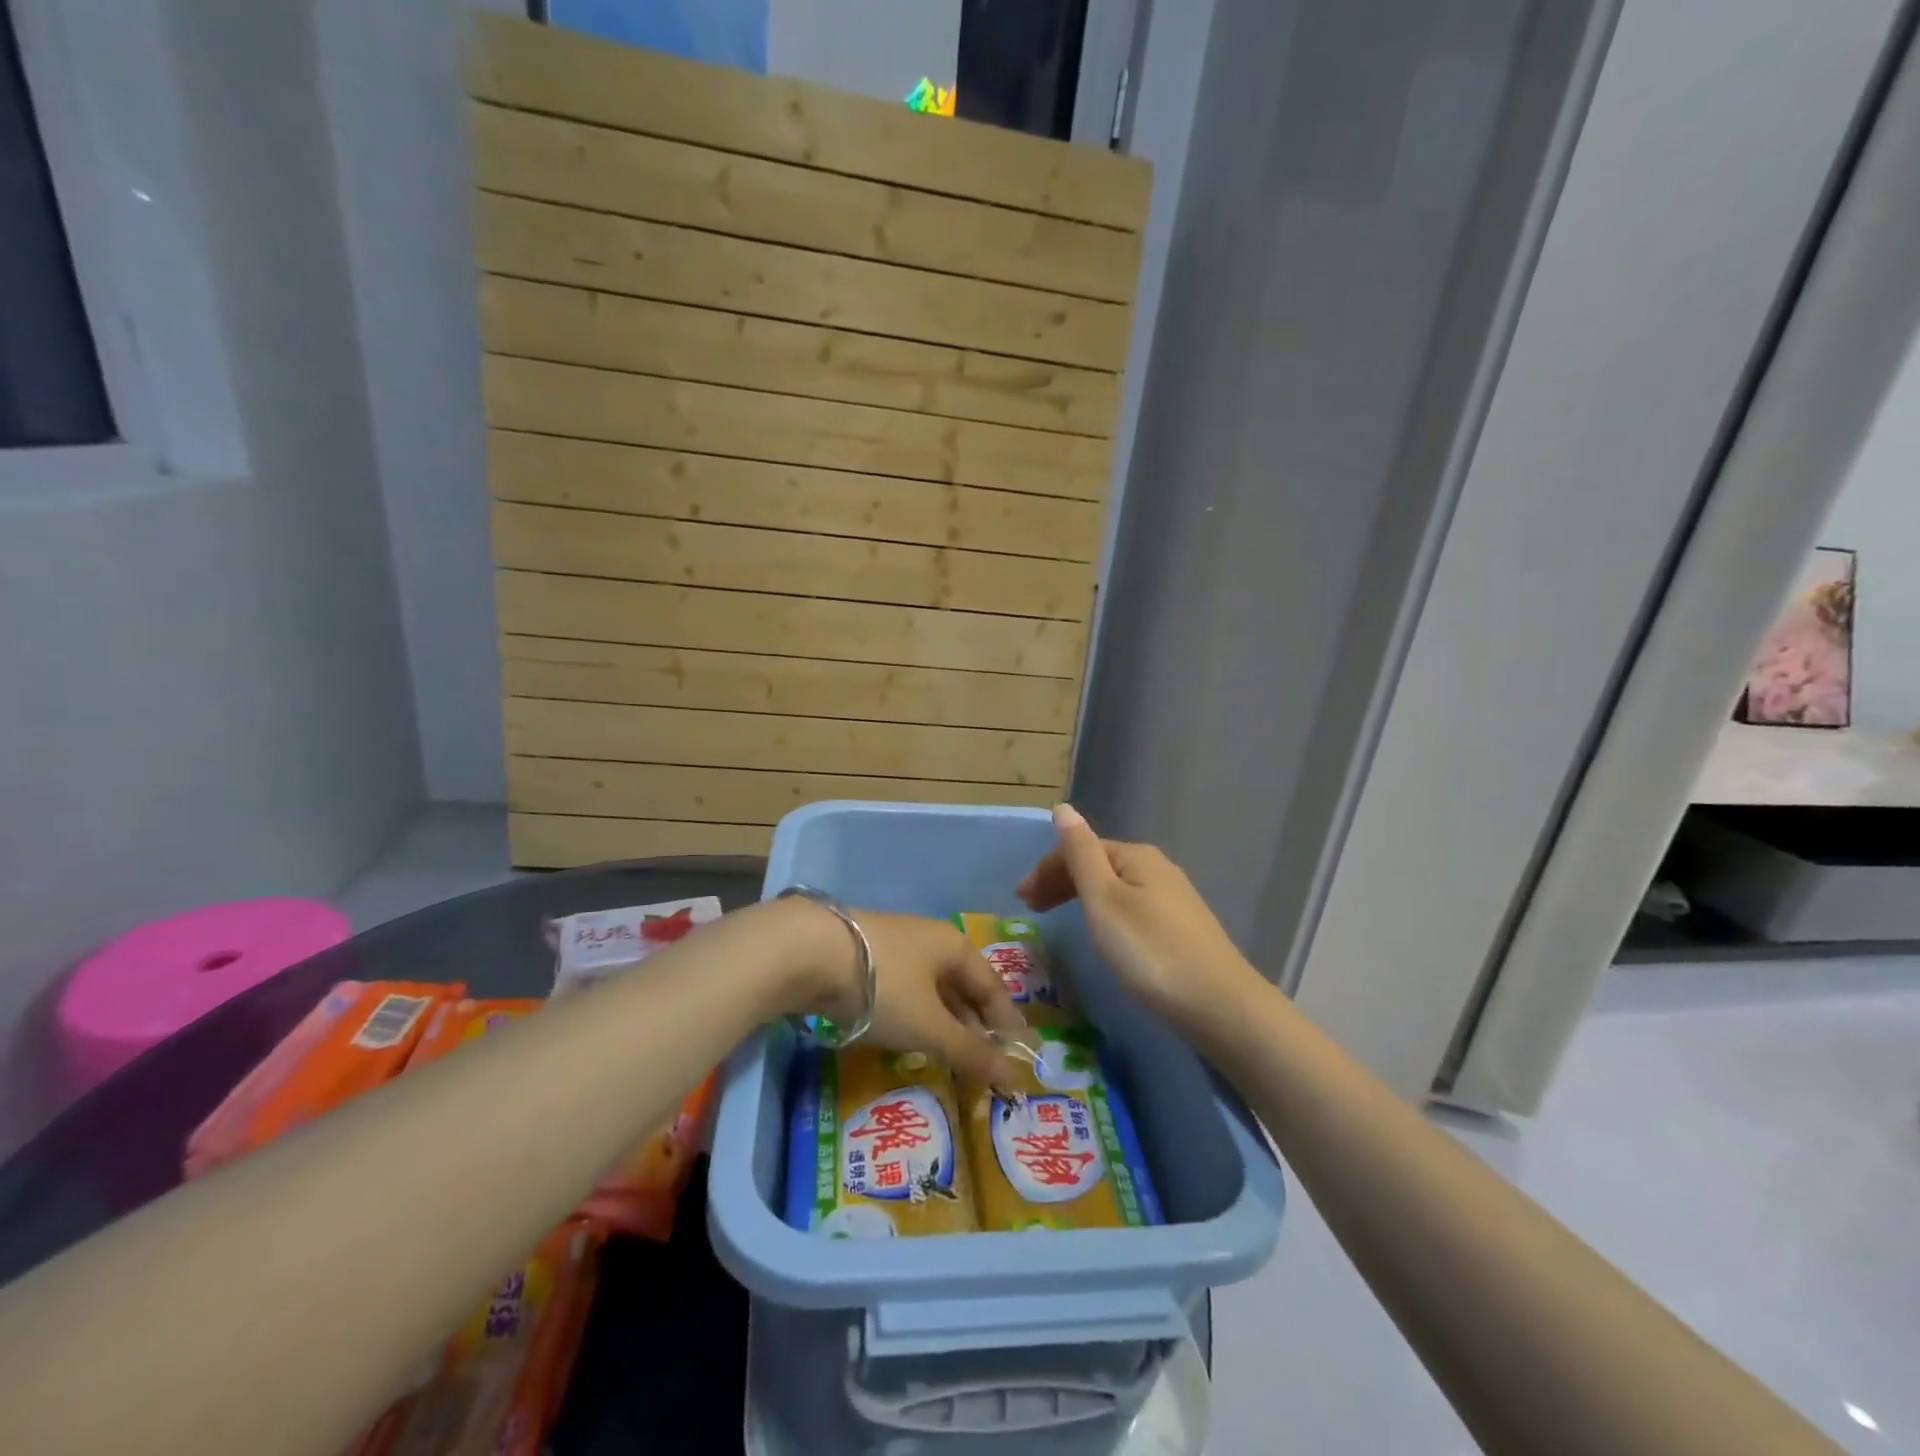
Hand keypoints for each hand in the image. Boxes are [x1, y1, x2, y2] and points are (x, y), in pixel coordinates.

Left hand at [797, 904, 1027, 1084]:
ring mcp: (895, 947)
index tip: (1019, 1056)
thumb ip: (970, 1052)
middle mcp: (929, 941)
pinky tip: (908, 1038)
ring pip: (930, 990)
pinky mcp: (865, 959)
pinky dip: (914, 1017)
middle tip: (984, 1065)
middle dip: (974, 1026)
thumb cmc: (884, 985)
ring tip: (949, 1057)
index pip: (992, 987)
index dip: (1007, 1022)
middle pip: (962, 987)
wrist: (809, 953)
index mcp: (954, 946)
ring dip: (943, 1024)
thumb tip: (1014, 1077)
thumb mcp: (930, 1025)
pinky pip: (903, 992)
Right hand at [1017, 803, 1264, 1034]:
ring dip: (1080, 897)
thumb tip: (1063, 808)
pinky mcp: (1181, 928)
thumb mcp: (1104, 899)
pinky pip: (1130, 907)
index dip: (1046, 869)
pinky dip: (1104, 914)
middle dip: (1060, 881)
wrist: (1218, 1005)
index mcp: (1135, 856)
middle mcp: (1156, 869)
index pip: (1080, 849)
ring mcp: (1173, 899)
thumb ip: (1081, 853)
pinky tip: (1102, 934)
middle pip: (1098, 865)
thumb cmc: (1149, 950)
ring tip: (1059, 921)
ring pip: (1114, 887)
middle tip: (1031, 910)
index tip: (1021, 900)